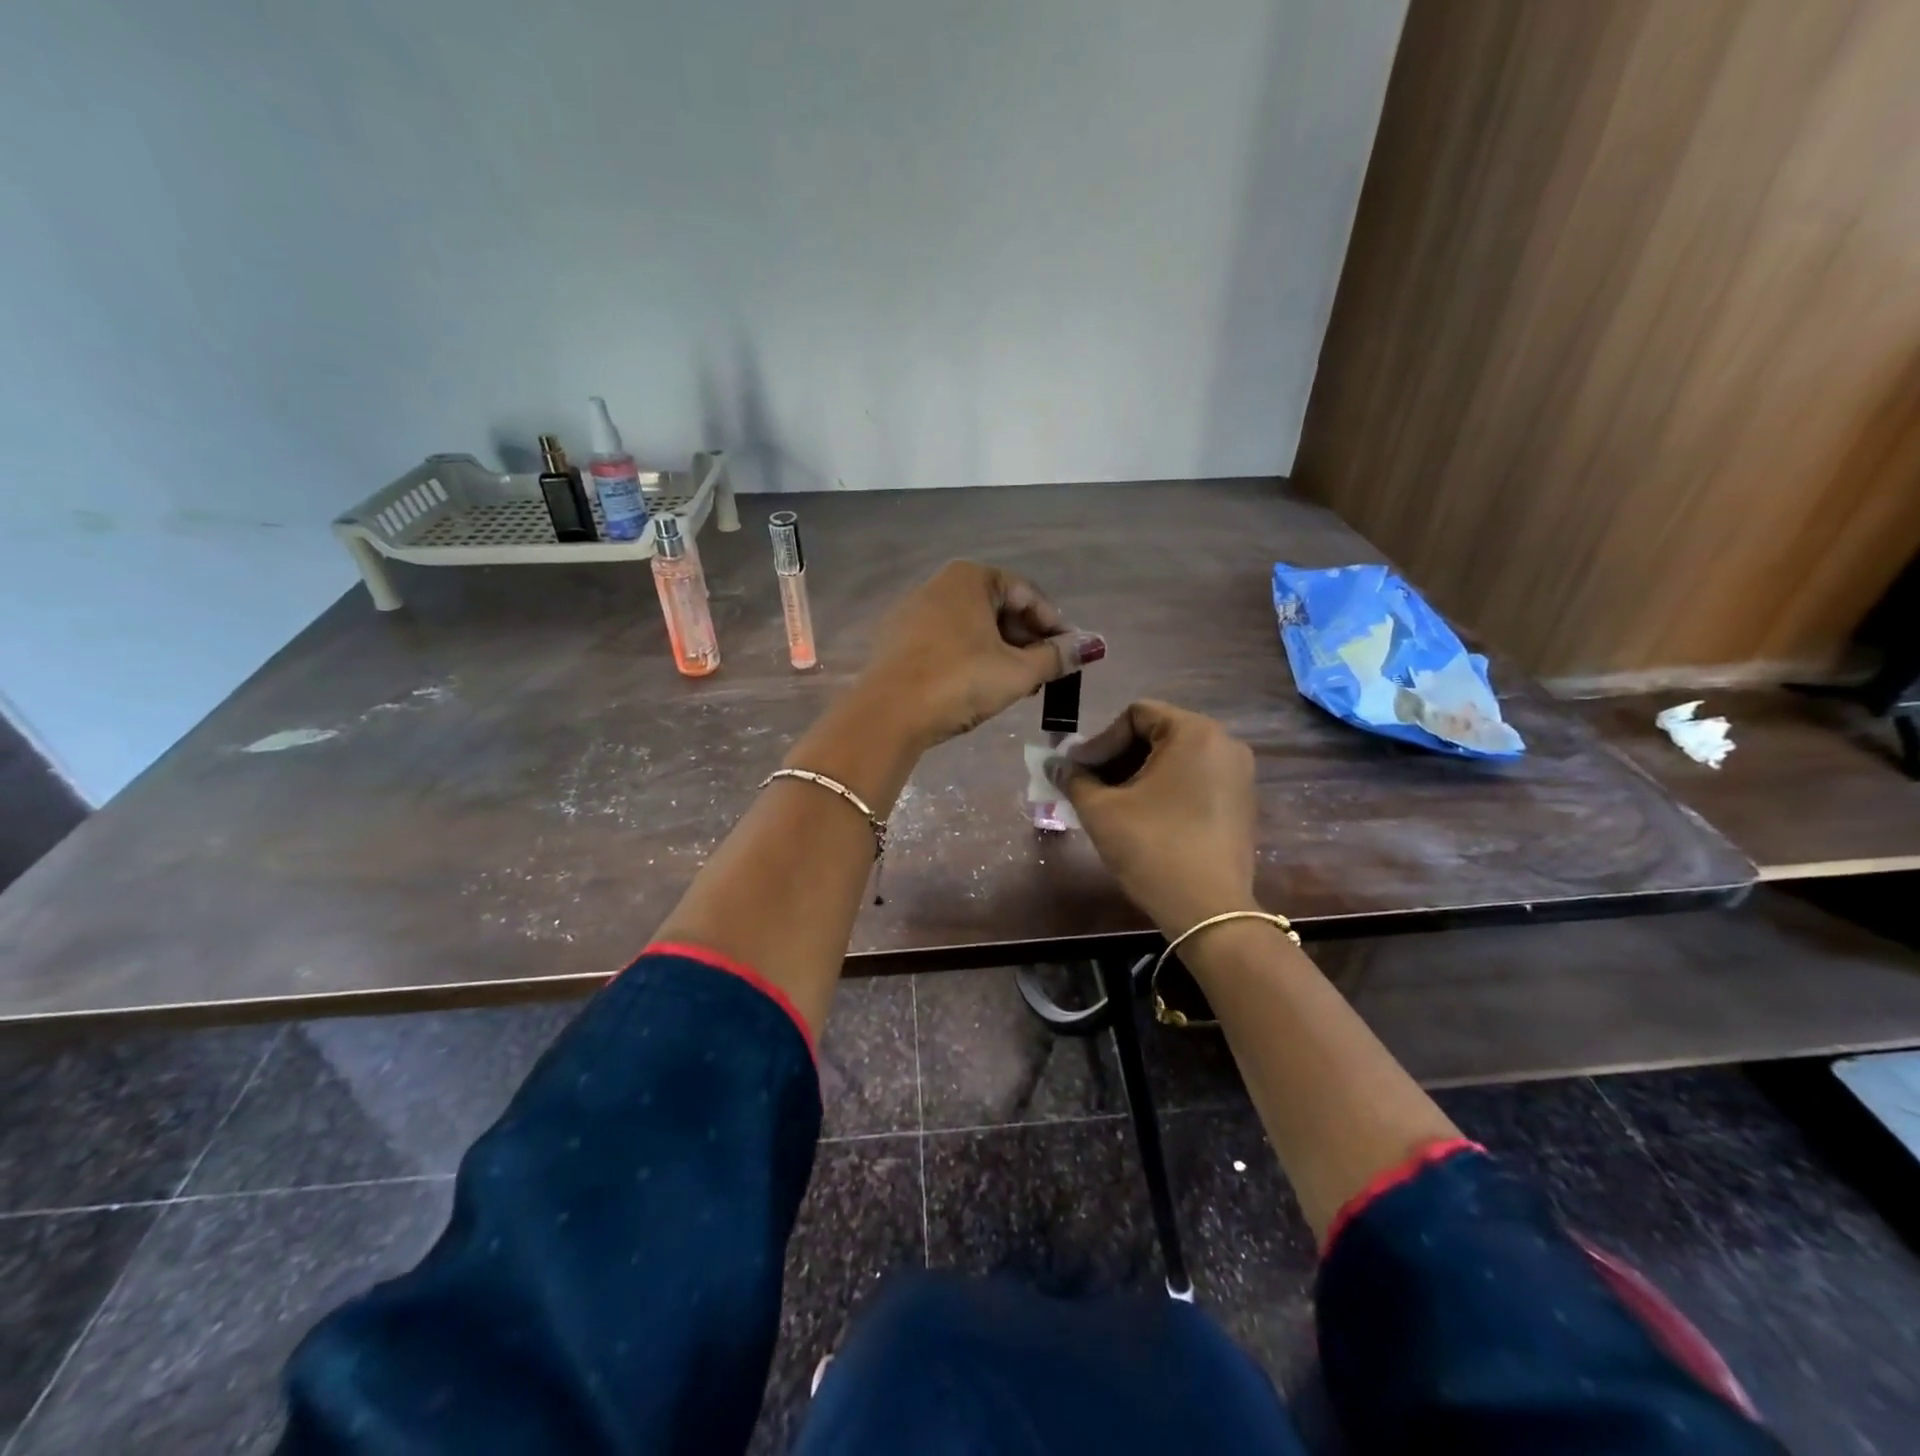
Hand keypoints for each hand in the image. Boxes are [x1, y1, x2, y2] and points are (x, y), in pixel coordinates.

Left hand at [854, 561, 1104, 747]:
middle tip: (1045, 672)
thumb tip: (1093, 647)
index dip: (1055, 625)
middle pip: (998, 608)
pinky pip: (947, 640)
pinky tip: (979, 686)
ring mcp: (913, 611)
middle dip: (1027, 640)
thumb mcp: (1017, 672)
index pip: (1027, 594)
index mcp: (970, 577)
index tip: (1070, 655)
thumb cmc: (959, 682)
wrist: (886, 714)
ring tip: (1018, 684)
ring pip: (972, 626)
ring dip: (1001, 652)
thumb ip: (1057, 657)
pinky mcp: (897, 640)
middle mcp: (939, 584)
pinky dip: (970, 657)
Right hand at [1047, 700, 1257, 934]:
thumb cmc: (1154, 849)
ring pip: (1174, 759)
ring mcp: (1238, 775)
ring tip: (1109, 803)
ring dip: (1136, 774)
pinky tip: (1140, 816)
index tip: (1079, 772)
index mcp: (1195, 733)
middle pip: (1156, 734)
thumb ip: (1074, 780)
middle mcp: (1224, 744)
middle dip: (1116, 758)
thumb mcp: (1102, 811)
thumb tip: (1052, 765)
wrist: (1209, 911)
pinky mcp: (1240, 803)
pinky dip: (1163, 789)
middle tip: (1088, 786)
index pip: (1135, 716)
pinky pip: (1194, 779)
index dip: (1100, 741)